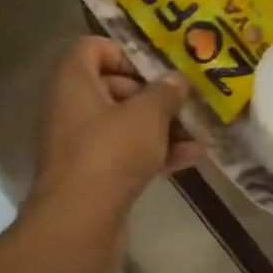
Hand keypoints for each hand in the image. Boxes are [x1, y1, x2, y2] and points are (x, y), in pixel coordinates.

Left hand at [28, 38, 201, 251]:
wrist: (80, 224)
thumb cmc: (110, 153)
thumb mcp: (147, 114)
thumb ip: (165, 91)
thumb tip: (176, 79)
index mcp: (74, 83)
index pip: (91, 48)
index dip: (124, 51)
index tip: (156, 66)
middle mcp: (73, 109)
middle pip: (113, 87)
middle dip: (152, 92)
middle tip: (184, 98)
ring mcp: (83, 146)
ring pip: (125, 124)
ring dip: (161, 125)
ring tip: (199, 127)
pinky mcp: (96, 177)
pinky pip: (129, 154)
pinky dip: (157, 153)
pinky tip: (194, 156)